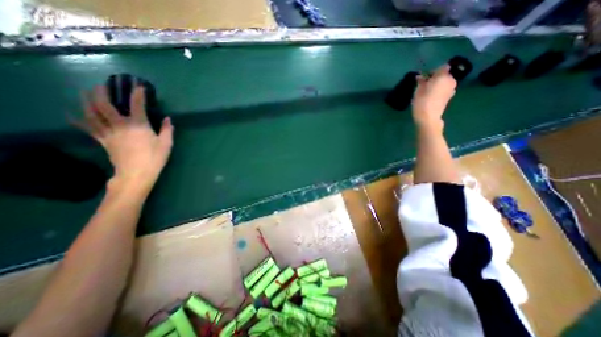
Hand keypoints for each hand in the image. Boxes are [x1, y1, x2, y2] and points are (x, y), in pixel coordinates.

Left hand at [73, 84, 173, 196]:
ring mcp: (109, 132)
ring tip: (86, 93)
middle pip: (105, 105)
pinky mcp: (103, 140)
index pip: (137, 105)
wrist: (137, 173)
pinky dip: (79, 120)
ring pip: (92, 113)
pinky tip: (73, 115)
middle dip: (102, 93)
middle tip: (102, 85)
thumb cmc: (155, 157)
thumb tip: (168, 119)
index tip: (139, 87)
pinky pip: (88, 128)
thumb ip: (167, 130)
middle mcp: (120, 125)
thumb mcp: (166, 144)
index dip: (138, 94)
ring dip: (87, 101)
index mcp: (139, 125)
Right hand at [414, 65, 455, 131]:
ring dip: (438, 85)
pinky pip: (445, 89)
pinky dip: (440, 91)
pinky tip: (432, 97)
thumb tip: (420, 76)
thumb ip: (421, 81)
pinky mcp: (450, 97)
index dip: (433, 71)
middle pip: (445, 75)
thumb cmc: (422, 102)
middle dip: (436, 78)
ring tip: (428, 91)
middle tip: (425, 84)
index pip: (442, 67)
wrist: (428, 117)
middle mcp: (451, 80)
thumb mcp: (418, 90)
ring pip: (445, 82)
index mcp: (443, 76)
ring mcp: (452, 89)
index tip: (425, 77)